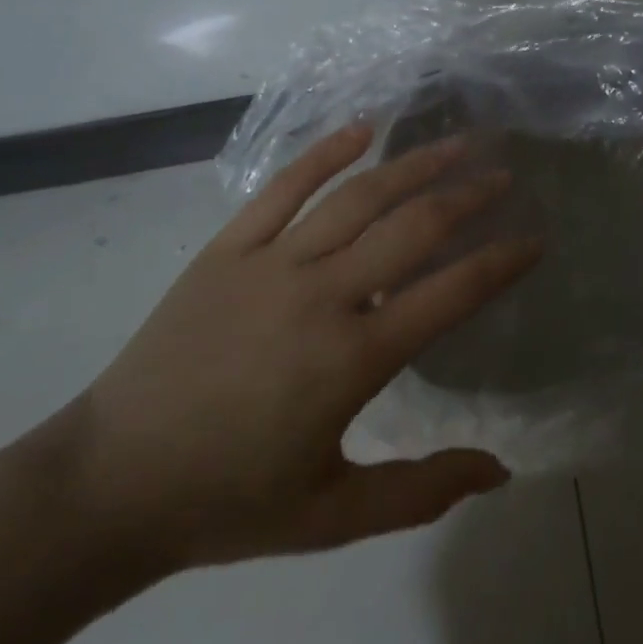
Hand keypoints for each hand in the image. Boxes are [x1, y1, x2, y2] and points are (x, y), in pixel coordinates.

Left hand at [62, 124, 538, 572]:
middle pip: (412, 227)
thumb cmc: (229, 501)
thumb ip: (422, 490)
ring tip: (457, 144)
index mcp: (352, 359)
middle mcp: (321, 295)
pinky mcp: (228, 248)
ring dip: (414, 165)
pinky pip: (284, 187)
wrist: (108, 484)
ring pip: (358, 196)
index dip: (500, 262)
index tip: (534, 239)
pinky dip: (326, 151)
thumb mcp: (333, 516)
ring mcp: (271, 263)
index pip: (450, 293)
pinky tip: (363, 127)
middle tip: (504, 174)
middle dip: (468, 196)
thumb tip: (501, 469)